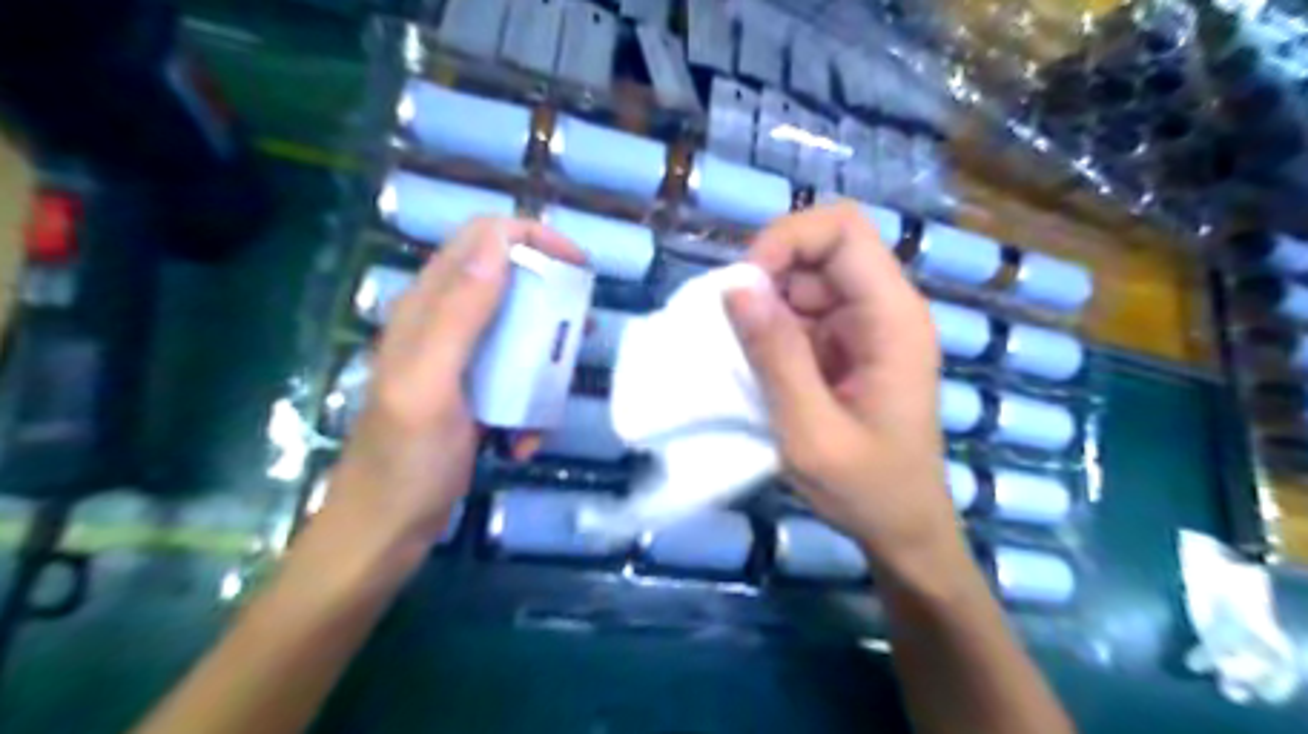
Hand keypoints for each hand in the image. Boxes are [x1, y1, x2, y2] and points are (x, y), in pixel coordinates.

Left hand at [325, 216, 585, 562]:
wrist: (386, 531)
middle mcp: (441, 323)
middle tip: (580, 329)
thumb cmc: (406, 461)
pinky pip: (514, 379)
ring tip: (556, 395)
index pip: (482, 239)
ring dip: (544, 361)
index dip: (532, 239)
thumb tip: (498, 242)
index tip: (578, 267)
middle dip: (550, 302)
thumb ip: (460, 313)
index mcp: (426, 308)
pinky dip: (529, 403)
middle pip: (507, 281)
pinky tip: (522, 440)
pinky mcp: (471, 393)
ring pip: (518, 332)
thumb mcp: (432, 383)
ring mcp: (458, 361)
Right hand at [720, 200, 962, 589]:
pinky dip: (771, 329)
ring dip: (765, 306)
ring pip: (805, 280)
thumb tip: (736, 286)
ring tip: (741, 356)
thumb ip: (776, 357)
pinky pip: (802, 312)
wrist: (904, 528)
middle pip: (821, 250)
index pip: (843, 230)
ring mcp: (866, 326)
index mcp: (893, 319)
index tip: (743, 286)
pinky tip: (757, 367)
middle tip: (733, 329)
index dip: (787, 239)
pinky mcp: (848, 345)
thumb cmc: (868, 489)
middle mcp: (884, 309)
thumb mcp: (811, 433)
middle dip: (767, 277)